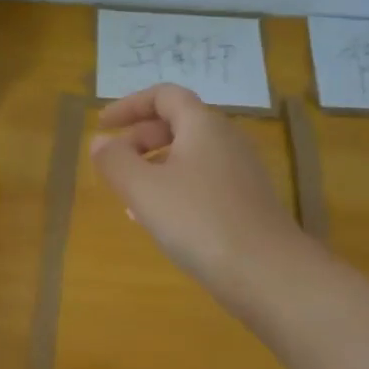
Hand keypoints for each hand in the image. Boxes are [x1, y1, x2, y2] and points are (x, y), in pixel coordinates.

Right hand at [90, 84, 305, 303]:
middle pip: (177, 123)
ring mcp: (241, 171)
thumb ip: (115, 161)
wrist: (268, 273)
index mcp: (203, 125)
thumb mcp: (143, 190)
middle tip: (113, 164)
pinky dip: (175, 187)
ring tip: (129, 196)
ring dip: (154, 166)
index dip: (129, 105)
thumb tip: (100, 142)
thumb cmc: (198, 221)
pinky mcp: (247, 201)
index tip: (102, 125)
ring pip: (189, 155)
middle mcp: (226, 139)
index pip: (164, 95)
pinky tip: (161, 220)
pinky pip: (203, 181)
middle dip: (139, 139)